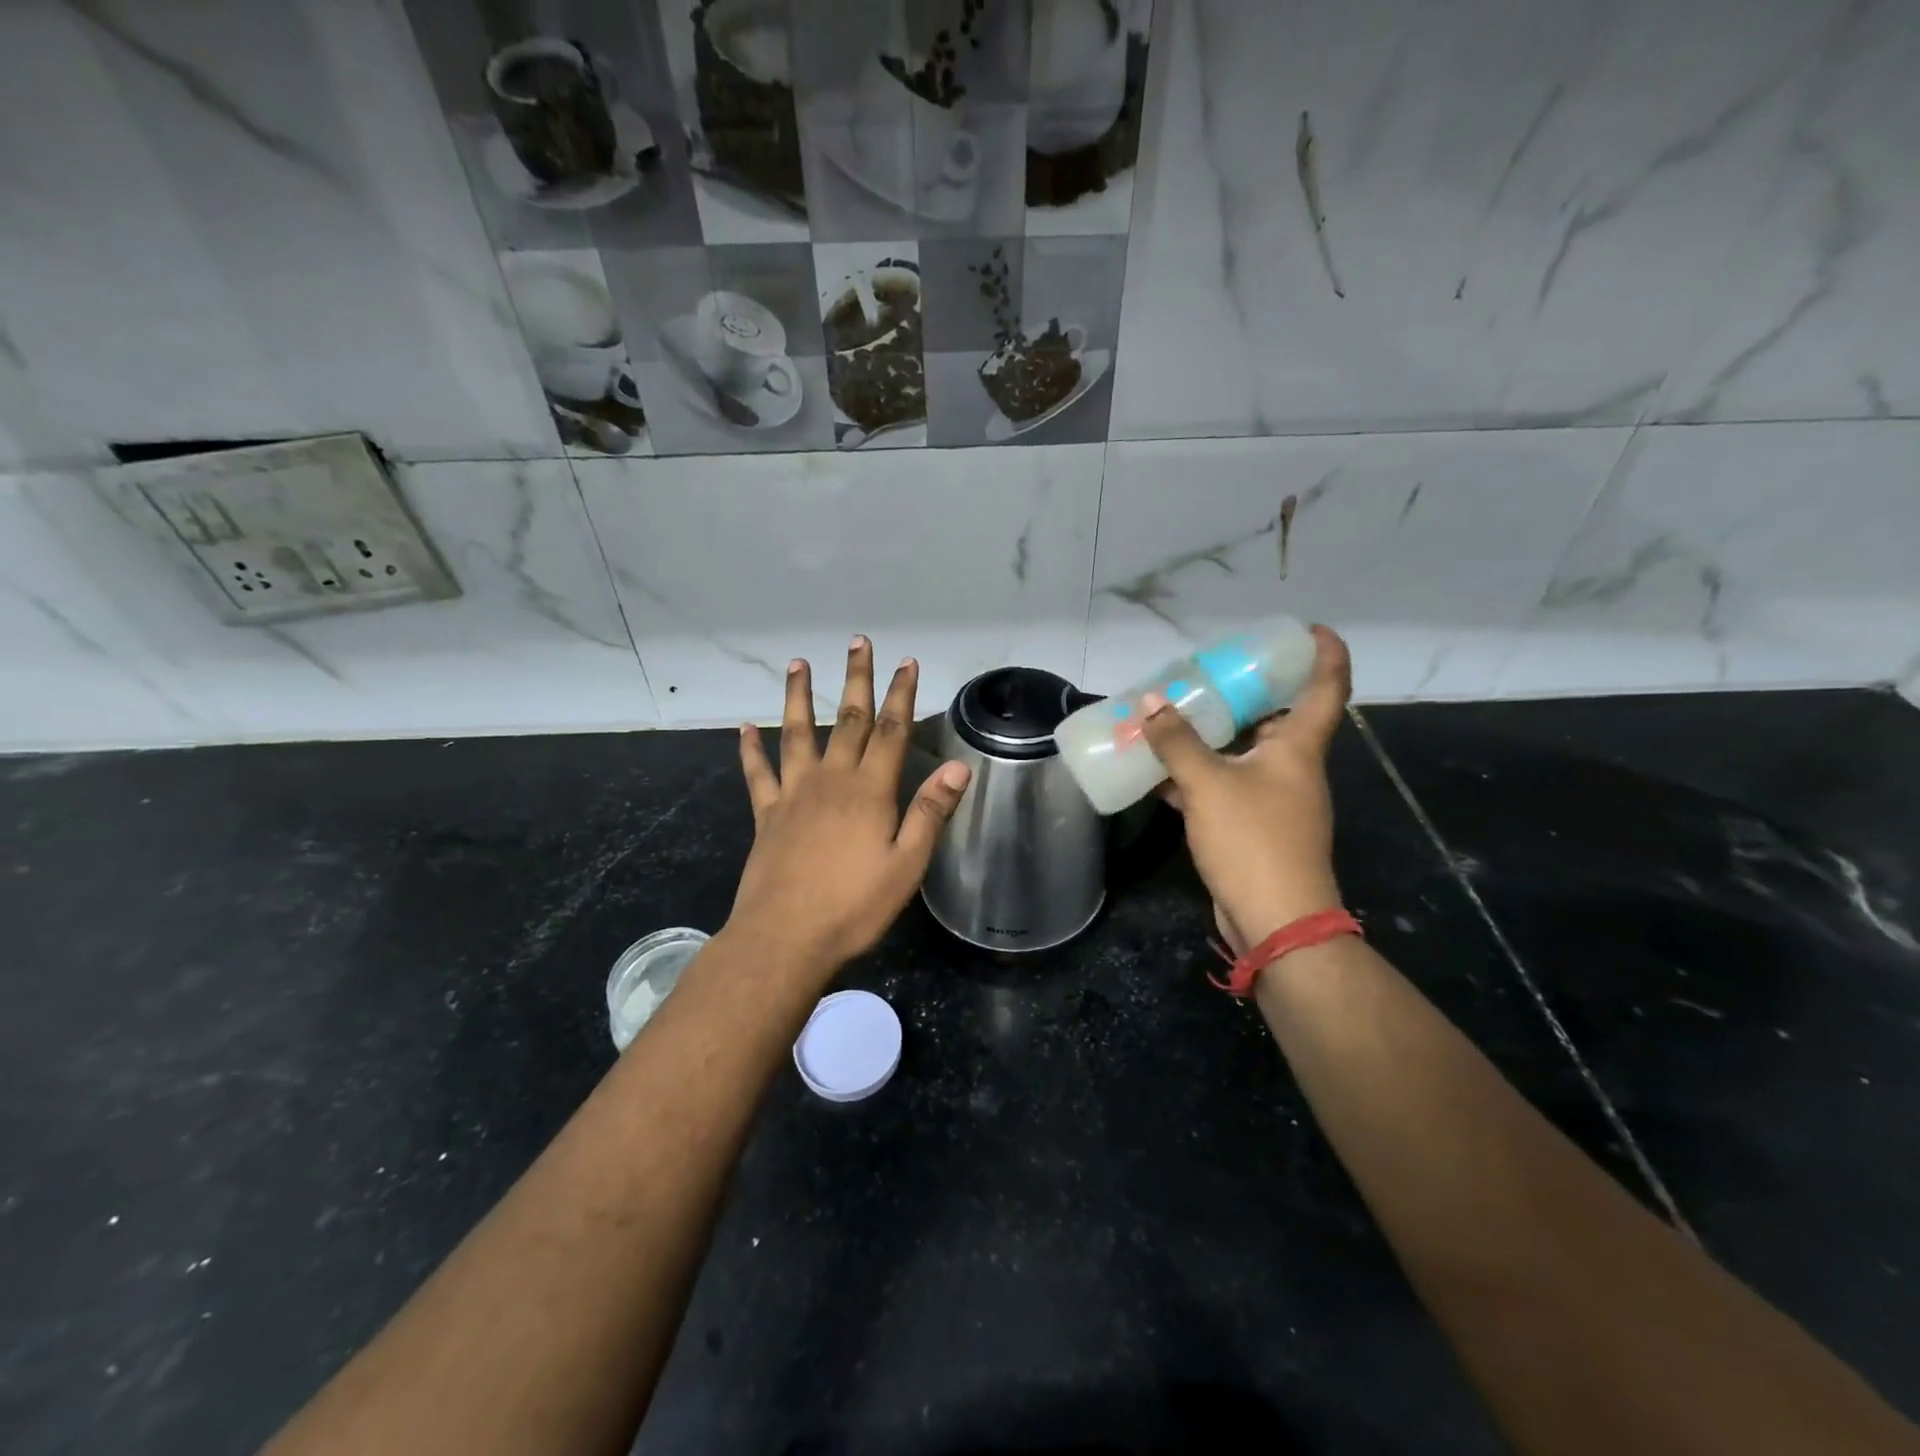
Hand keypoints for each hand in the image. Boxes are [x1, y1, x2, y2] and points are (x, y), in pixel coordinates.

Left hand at [730, 636, 971, 976]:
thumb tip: (958, 767)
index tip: (907, 662)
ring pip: (797, 733)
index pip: (892, 731)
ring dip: (799, 696)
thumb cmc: (853, 906)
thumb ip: (929, 812)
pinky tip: (744, 728)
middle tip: (858, 642)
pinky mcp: (767, 814)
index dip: (902, 694)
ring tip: (797, 664)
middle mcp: (831, 780)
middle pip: (849, 720)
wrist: (784, 937)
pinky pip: (758, 773)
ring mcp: (794, 794)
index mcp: (869, 791)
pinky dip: (750, 749)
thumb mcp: (906, 864)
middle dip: (857, 679)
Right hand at [1141, 625, 1351, 952]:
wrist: (1276, 921)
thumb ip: (1177, 742)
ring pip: (1244, 754)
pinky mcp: (1253, 828)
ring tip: (1174, 714)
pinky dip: (1196, 776)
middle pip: (1278, 718)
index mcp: (1298, 749)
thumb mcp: (1208, 784)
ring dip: (1213, 736)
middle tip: (1210, 671)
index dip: (1325, 653)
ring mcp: (1274, 801)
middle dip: (1247, 692)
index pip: (1326, 688)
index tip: (1309, 629)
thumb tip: (1150, 702)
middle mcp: (1292, 769)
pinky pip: (1224, 787)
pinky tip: (1158, 772)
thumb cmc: (1253, 840)